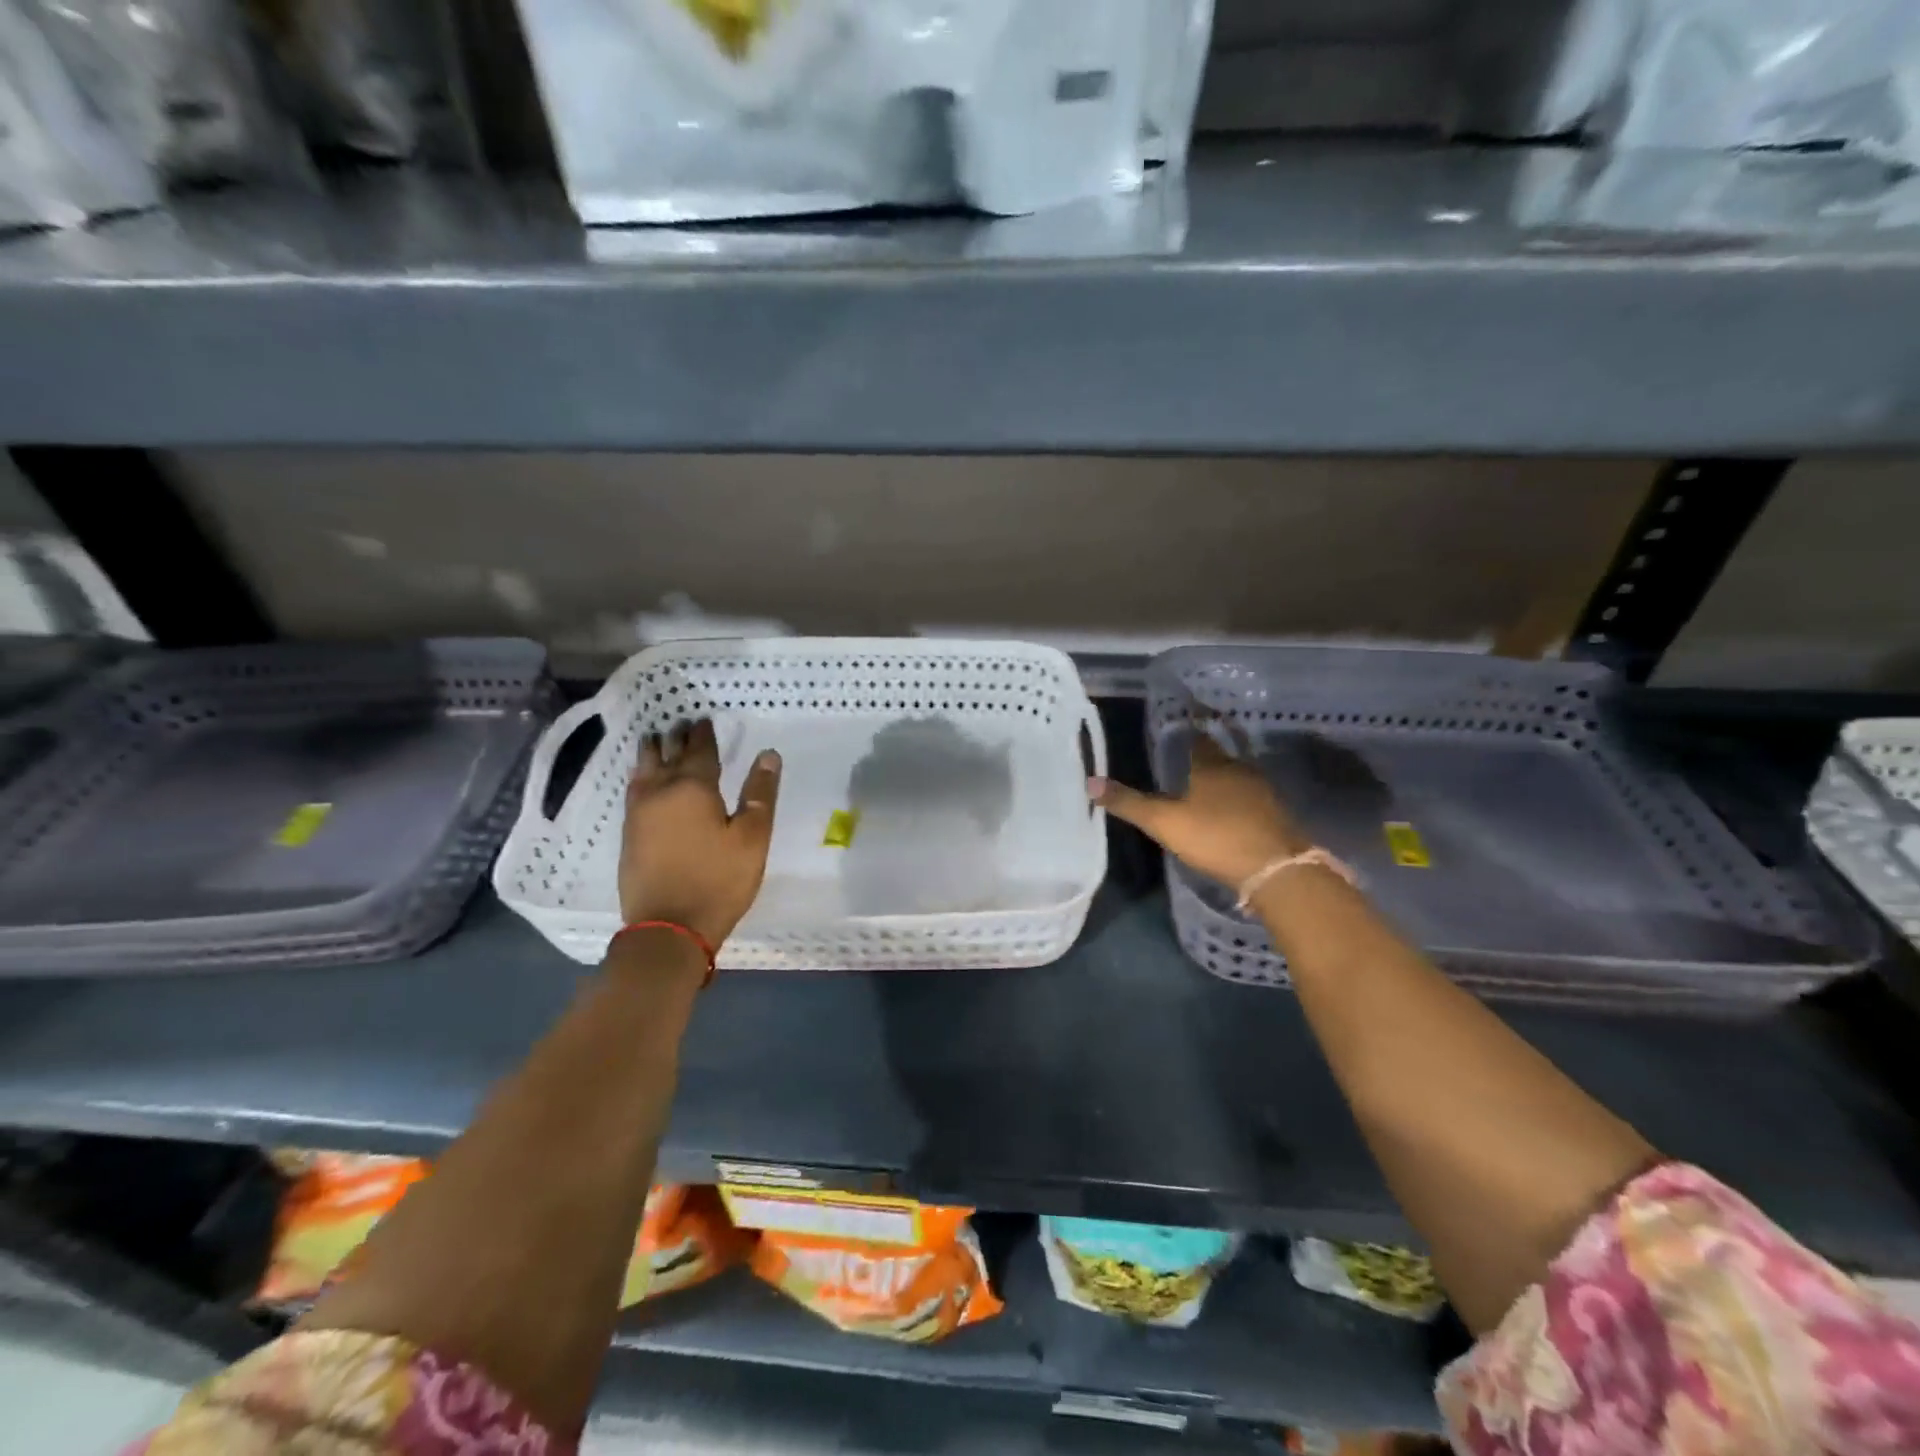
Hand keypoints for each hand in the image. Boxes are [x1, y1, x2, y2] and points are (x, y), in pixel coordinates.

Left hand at [619, 719, 781, 947]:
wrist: (668, 927)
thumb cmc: (719, 881)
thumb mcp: (752, 838)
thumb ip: (760, 794)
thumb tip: (768, 755)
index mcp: (693, 788)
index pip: (700, 750)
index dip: (704, 734)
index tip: (704, 719)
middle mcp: (661, 792)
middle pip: (668, 755)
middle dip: (677, 737)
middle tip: (682, 723)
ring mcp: (639, 813)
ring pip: (644, 770)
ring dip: (653, 752)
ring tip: (656, 739)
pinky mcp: (629, 834)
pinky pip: (633, 789)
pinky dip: (640, 774)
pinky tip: (641, 778)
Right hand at [1090, 733, 1306, 890]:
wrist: (1276, 869)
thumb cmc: (1215, 837)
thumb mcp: (1164, 822)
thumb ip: (1128, 803)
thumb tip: (1090, 781)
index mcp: (1210, 765)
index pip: (1197, 738)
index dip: (1186, 733)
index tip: (1176, 730)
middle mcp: (1239, 769)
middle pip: (1218, 755)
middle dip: (1203, 757)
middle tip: (1184, 761)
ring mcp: (1262, 791)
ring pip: (1237, 775)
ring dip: (1222, 778)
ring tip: (1203, 787)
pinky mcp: (1276, 814)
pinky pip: (1251, 796)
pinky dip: (1238, 798)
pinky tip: (1229, 812)